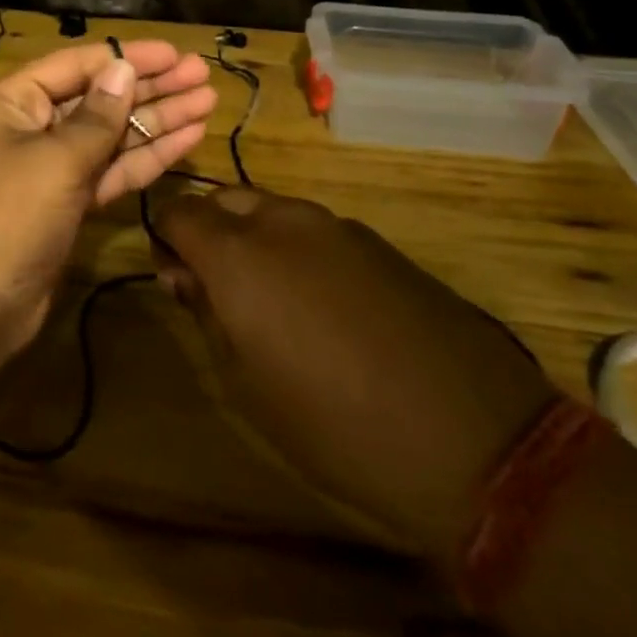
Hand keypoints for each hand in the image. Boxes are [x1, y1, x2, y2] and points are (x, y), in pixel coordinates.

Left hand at [0, 40, 216, 377]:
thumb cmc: (4, 218)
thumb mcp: (54, 160)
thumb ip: (96, 116)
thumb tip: (122, 69)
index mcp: (9, 102)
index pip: (75, 65)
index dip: (127, 57)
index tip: (175, 53)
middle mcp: (26, 129)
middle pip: (96, 99)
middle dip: (150, 88)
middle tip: (202, 76)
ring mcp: (46, 171)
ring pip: (108, 137)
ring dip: (155, 122)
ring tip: (207, 103)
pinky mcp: (63, 206)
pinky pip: (107, 172)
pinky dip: (143, 159)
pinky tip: (185, 142)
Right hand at [153, 189, 555, 562]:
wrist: (472, 437)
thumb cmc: (335, 424)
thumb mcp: (247, 382)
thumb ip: (207, 314)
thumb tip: (184, 276)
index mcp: (239, 254)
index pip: (178, 212)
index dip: (164, 237)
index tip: (171, 275)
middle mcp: (283, 222)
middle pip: (224, 199)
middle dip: (207, 229)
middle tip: (213, 285)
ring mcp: (336, 226)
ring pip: (271, 208)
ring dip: (252, 235)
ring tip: (267, 295)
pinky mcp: (377, 242)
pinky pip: (315, 228)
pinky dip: (296, 247)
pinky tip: (320, 300)